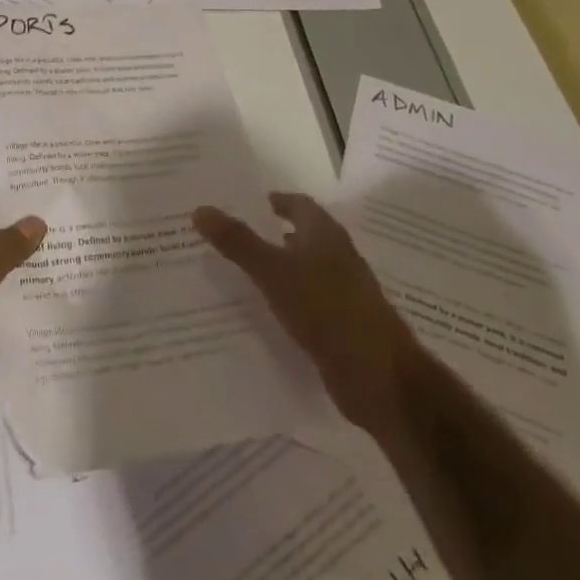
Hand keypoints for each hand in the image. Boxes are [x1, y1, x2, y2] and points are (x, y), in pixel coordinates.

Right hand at [194, 192, 413, 428]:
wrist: (379, 377)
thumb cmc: (327, 309)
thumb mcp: (273, 272)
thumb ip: (238, 242)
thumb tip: (200, 208)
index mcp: (325, 233)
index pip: (297, 204)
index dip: (271, 201)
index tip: (239, 203)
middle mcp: (337, 256)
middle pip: (300, 235)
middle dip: (268, 234)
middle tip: (227, 236)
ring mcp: (343, 293)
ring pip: (302, 270)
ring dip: (276, 268)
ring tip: (236, 273)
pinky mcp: (342, 326)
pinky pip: (306, 302)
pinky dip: (285, 300)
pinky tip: (262, 313)